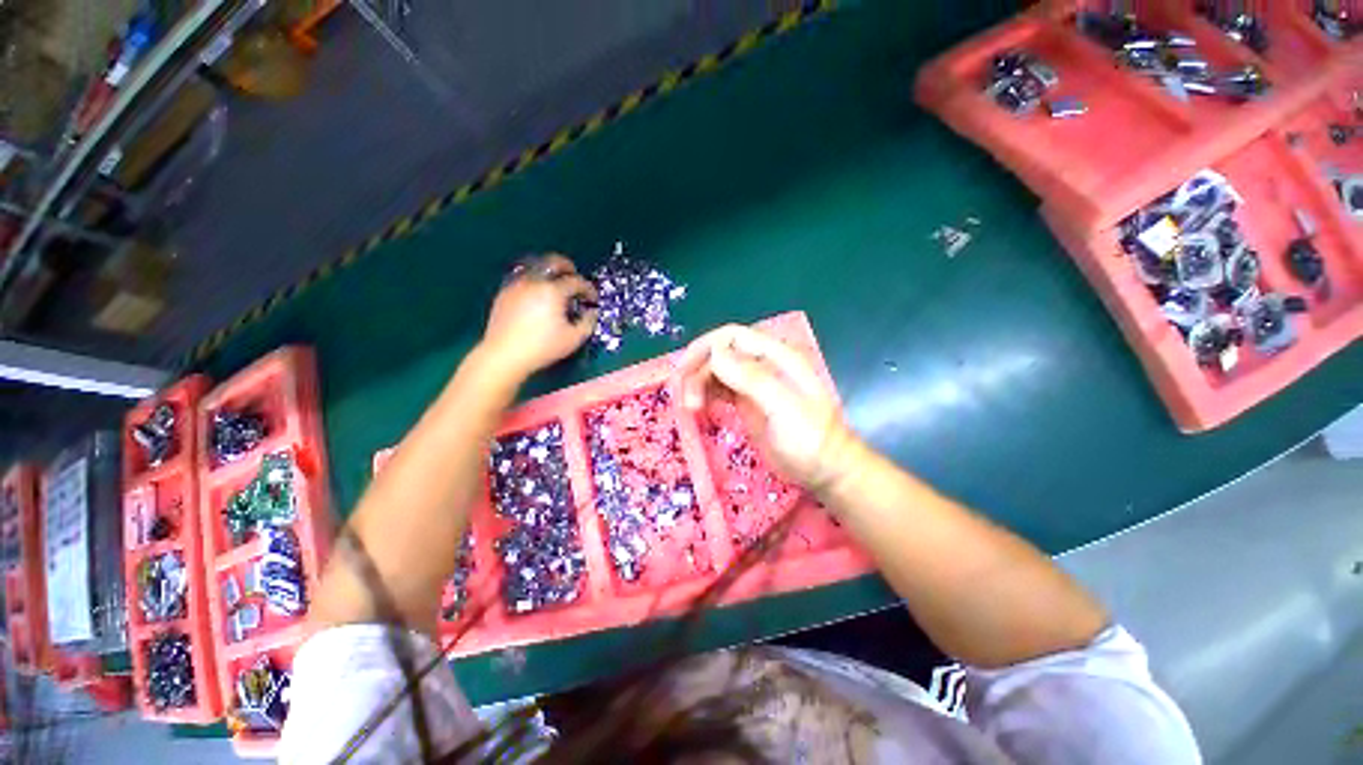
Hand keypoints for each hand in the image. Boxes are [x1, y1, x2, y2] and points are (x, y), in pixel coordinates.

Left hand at [479, 253, 598, 379]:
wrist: (504, 355)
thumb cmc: (543, 348)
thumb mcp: (574, 338)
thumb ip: (588, 322)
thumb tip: (592, 311)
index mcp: (553, 291)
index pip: (576, 281)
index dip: (588, 289)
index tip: (593, 299)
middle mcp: (534, 281)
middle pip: (553, 262)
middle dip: (568, 267)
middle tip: (575, 277)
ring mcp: (516, 285)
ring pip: (535, 266)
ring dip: (549, 272)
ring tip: (555, 284)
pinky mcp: (504, 293)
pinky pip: (522, 277)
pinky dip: (534, 280)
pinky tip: (537, 294)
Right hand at [673, 324, 857, 491]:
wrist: (827, 471)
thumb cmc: (811, 440)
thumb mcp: (783, 408)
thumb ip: (752, 379)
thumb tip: (715, 354)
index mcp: (777, 356)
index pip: (733, 337)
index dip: (706, 347)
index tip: (685, 371)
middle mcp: (763, 365)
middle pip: (720, 354)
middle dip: (698, 371)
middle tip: (686, 400)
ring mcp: (754, 384)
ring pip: (716, 371)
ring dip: (698, 384)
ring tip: (691, 408)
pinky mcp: (748, 403)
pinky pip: (720, 389)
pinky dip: (705, 394)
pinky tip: (698, 407)